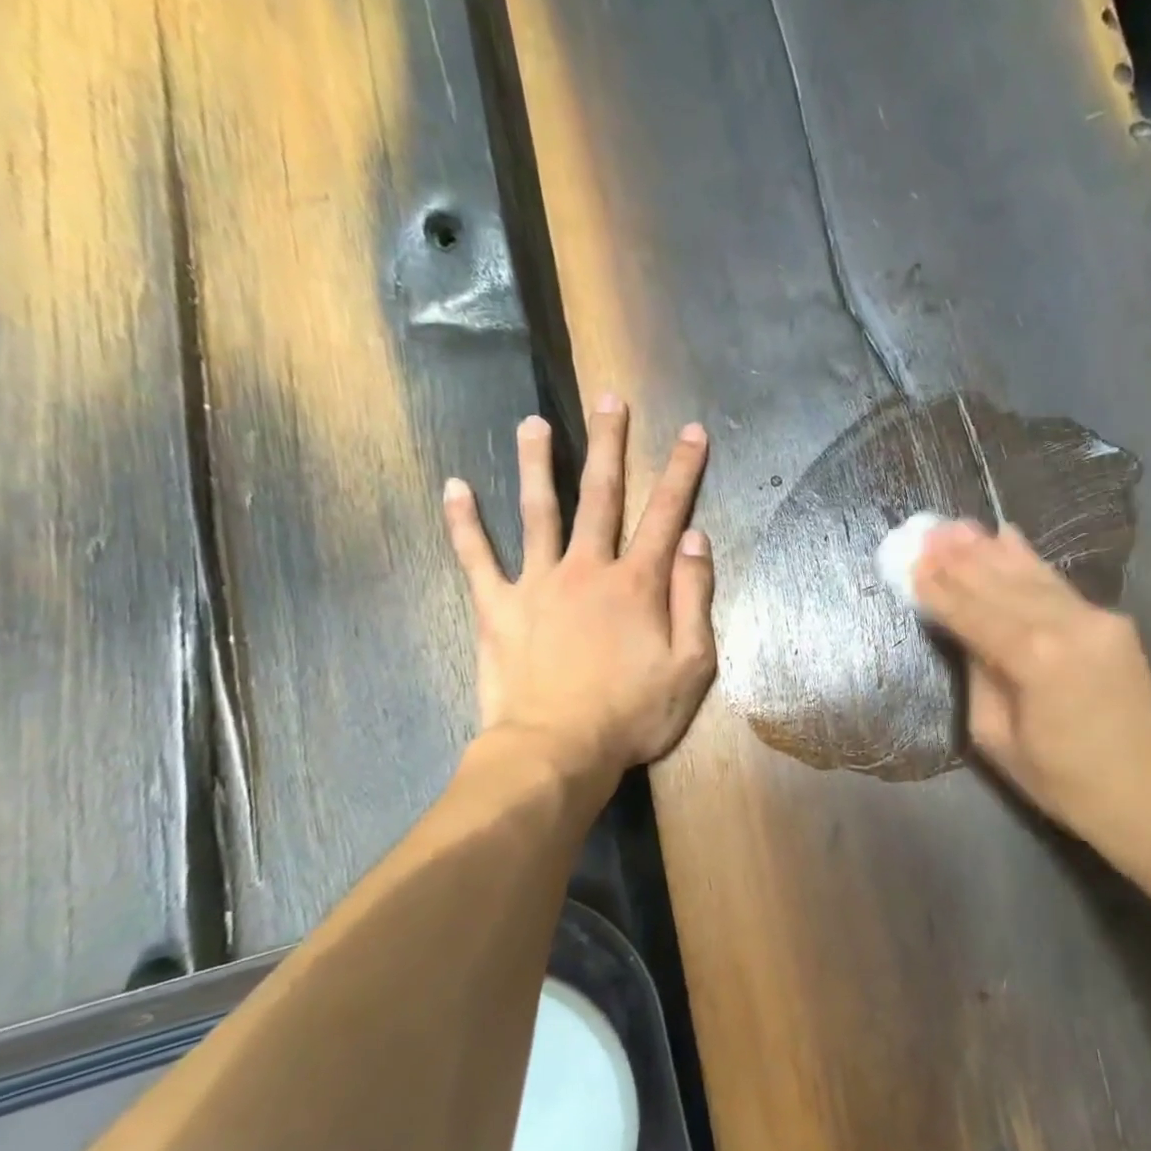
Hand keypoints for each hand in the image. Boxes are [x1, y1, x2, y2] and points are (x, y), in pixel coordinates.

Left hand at [442, 394, 716, 782]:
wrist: (557, 750)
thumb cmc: (632, 714)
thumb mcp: (691, 666)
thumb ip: (695, 599)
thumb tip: (696, 540)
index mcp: (637, 583)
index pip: (667, 514)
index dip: (683, 471)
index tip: (693, 431)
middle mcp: (587, 568)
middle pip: (600, 495)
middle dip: (609, 444)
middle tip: (610, 400)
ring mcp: (537, 584)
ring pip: (537, 511)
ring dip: (536, 463)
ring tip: (533, 423)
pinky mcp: (497, 608)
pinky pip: (476, 558)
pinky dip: (464, 523)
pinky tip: (454, 486)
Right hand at [913, 521, 1150, 857]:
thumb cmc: (1064, 782)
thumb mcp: (998, 739)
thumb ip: (979, 677)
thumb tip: (965, 634)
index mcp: (1034, 660)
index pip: (972, 613)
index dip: (938, 589)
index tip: (908, 561)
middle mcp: (1066, 626)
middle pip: (999, 585)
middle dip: (957, 559)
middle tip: (923, 532)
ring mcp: (1095, 617)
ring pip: (1030, 576)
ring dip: (988, 550)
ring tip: (954, 526)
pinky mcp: (1111, 620)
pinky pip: (1058, 584)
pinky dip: (1029, 559)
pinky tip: (1006, 535)